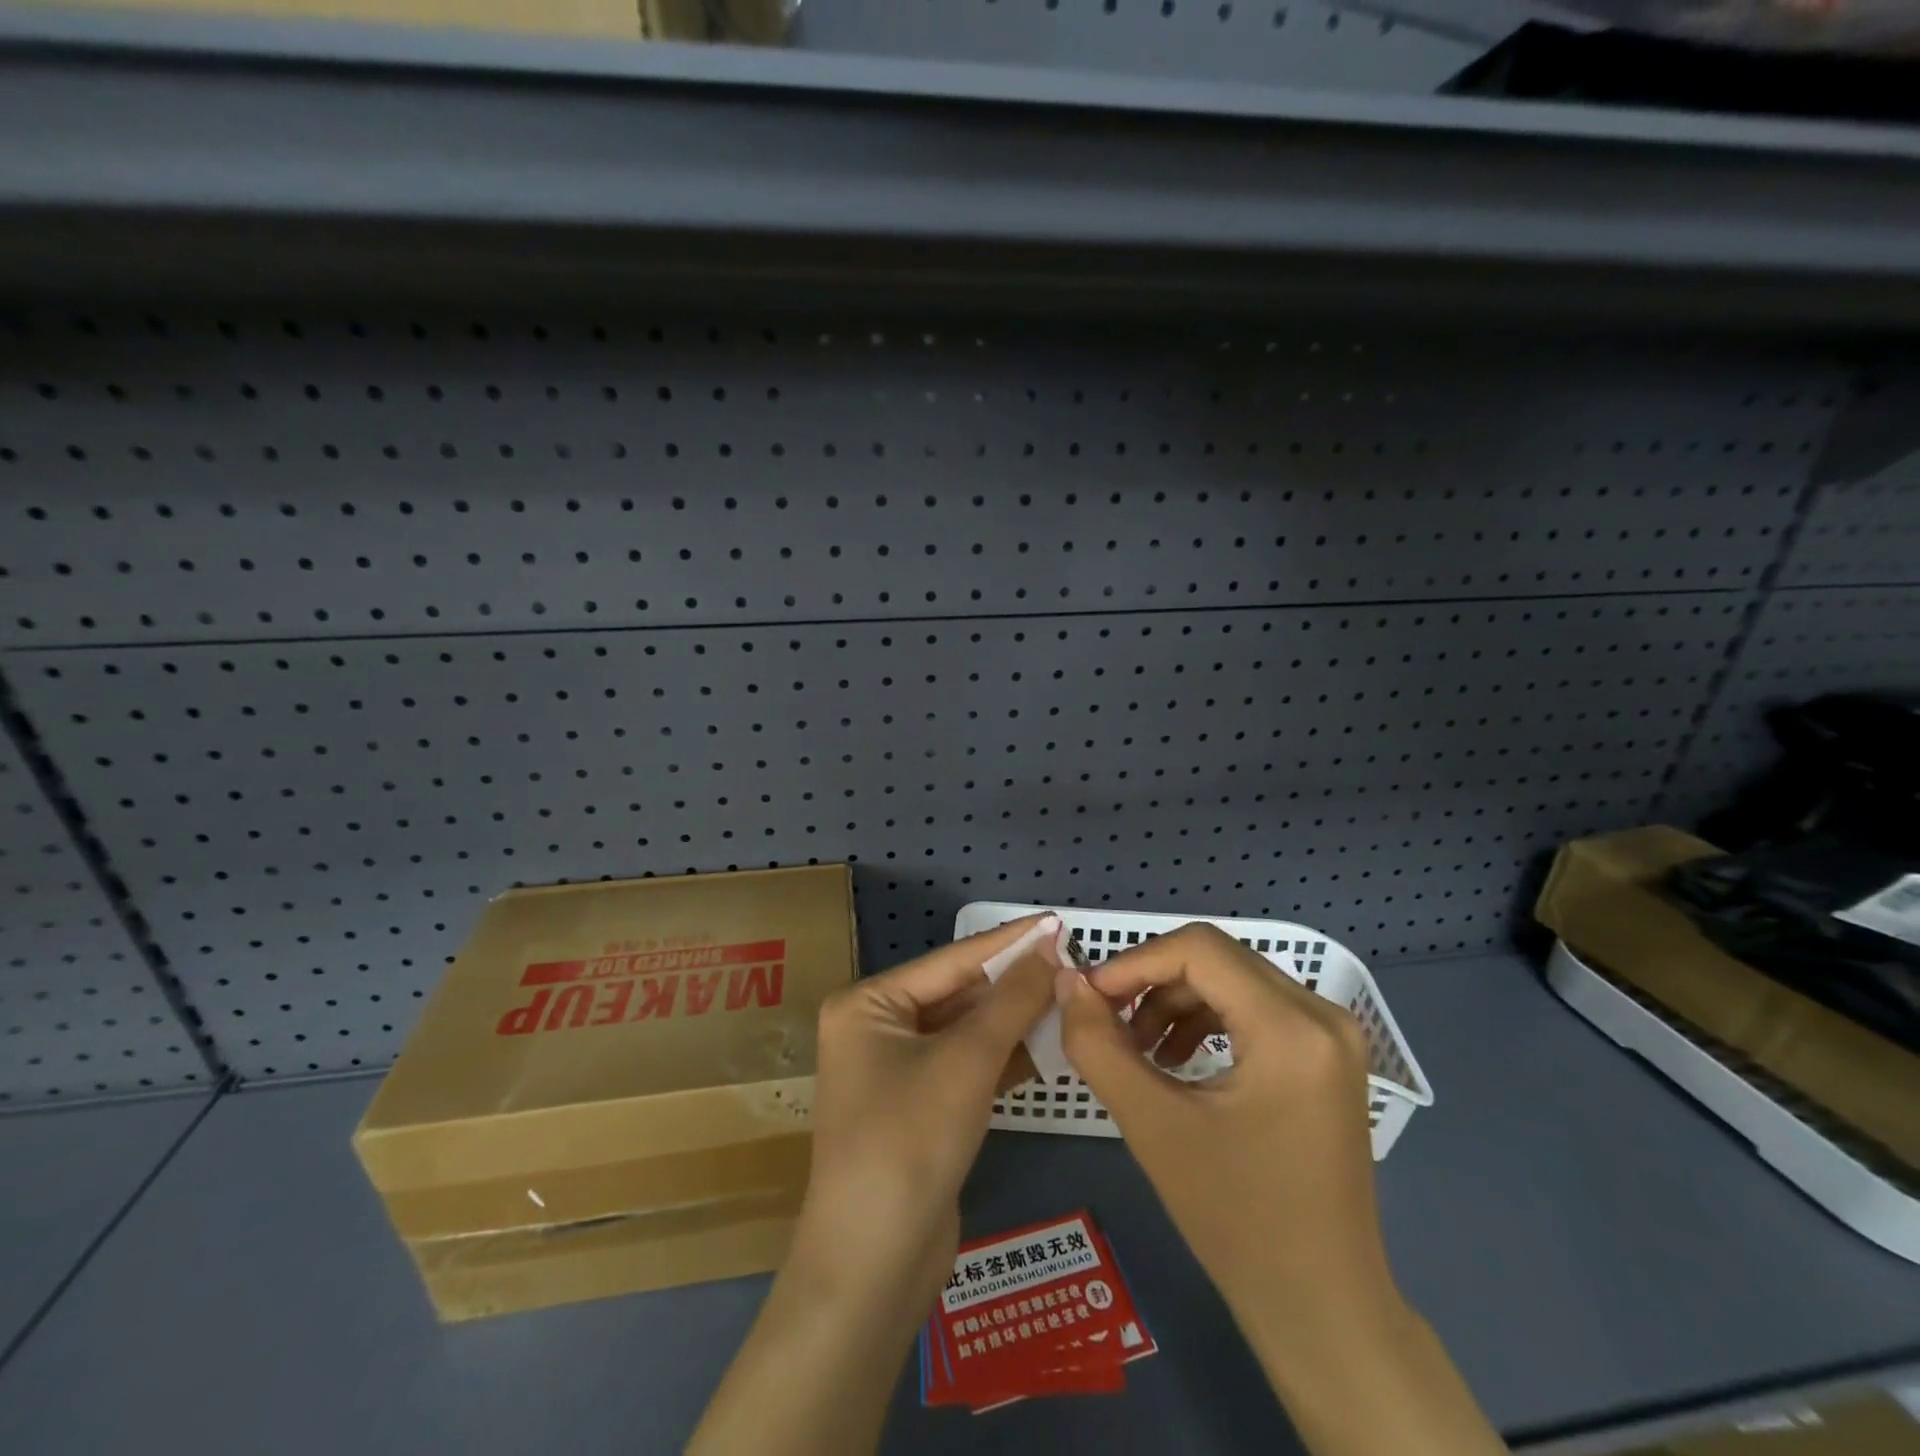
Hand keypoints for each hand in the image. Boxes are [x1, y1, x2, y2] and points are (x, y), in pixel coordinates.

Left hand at [690, 917, 1063, 1455]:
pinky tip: (1046, 1043)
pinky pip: (966, 1066)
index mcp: (867, 1005)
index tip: (1056, 921)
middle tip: (1070, 961)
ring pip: (965, 1032)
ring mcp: (896, 1071)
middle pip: (957, 994)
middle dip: (1012, 983)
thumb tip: (1050, 948)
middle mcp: (876, 1029)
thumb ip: (1011, 1001)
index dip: (1007, 942)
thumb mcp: (966, 1062)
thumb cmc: (910, 1141)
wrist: (875, 1263)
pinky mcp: (919, 1107)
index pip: (951, 960)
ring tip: (1068, 994)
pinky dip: (1002, 1056)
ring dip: (1012, 1019)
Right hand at [1054, 924, 1395, 1339]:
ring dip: (1176, 999)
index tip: (1089, 997)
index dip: (1134, 962)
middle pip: (1216, 958)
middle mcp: (1323, 1014)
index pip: (1198, 950)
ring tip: (1139, 1048)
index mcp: (1291, 1029)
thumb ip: (1098, 1045)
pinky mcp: (1328, 1054)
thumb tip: (1068, 983)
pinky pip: (1255, 1005)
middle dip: (1151, 980)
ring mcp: (1333, 1034)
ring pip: (1233, 977)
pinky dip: (1206, 1017)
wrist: (1321, 1306)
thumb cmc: (1236, 1220)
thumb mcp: (1152, 1125)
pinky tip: (1176, 1059)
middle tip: (1106, 1019)